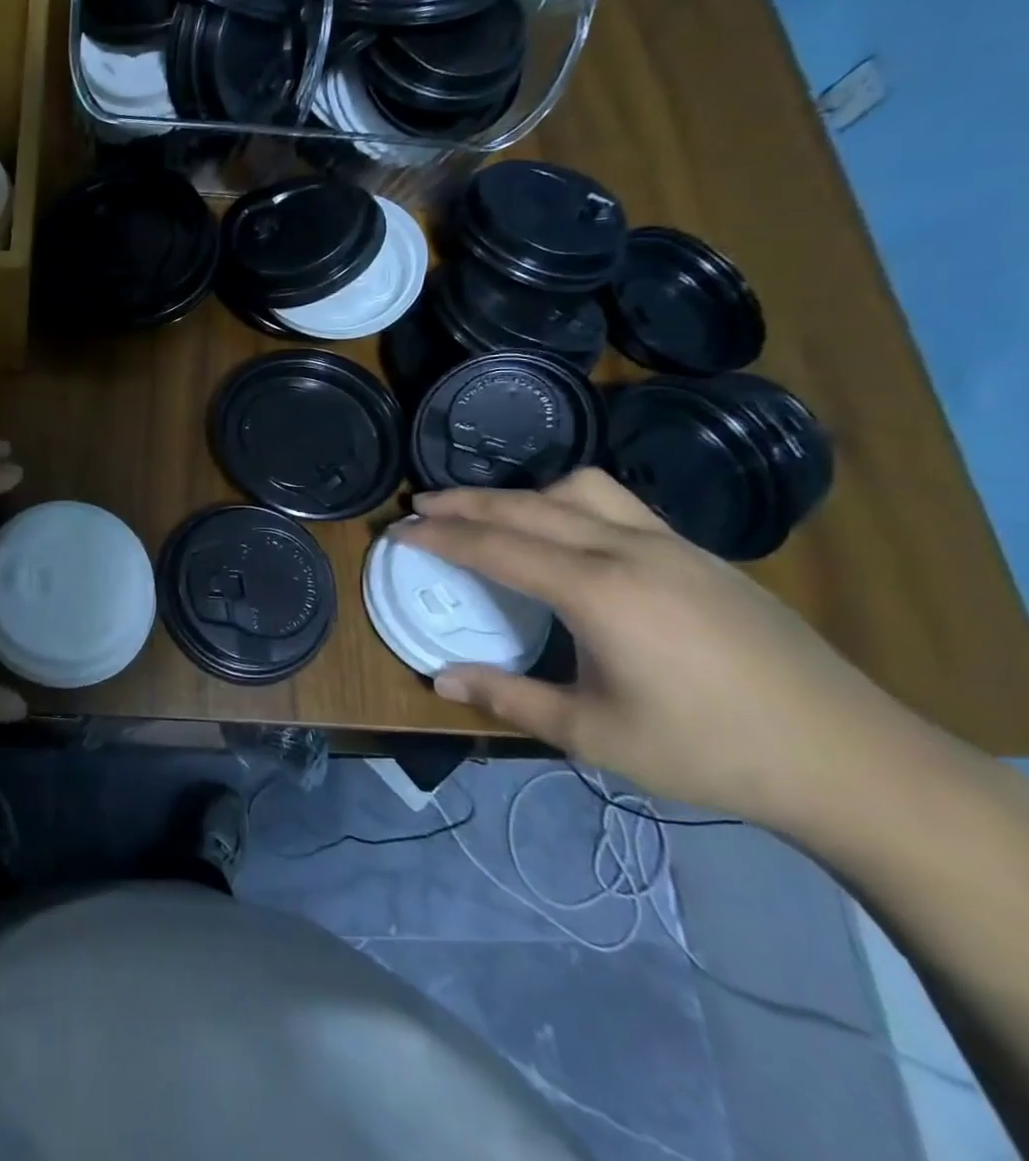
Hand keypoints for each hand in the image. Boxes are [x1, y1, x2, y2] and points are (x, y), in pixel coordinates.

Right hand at [402, 469, 913, 823]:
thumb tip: (440, 677)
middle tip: (421, 505)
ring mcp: (671, 545)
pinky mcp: (701, 555)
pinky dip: (570, 504)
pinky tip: (568, 537)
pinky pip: (619, 505)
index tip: (398, 530)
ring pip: (579, 489)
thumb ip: (509, 697)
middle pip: (527, 505)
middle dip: (466, 502)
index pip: (496, 546)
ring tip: (493, 516)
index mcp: (597, 591)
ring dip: (523, 494)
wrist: (850, 759)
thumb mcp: (593, 734)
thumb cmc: (708, 751)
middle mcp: (628, 550)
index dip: (440, 536)